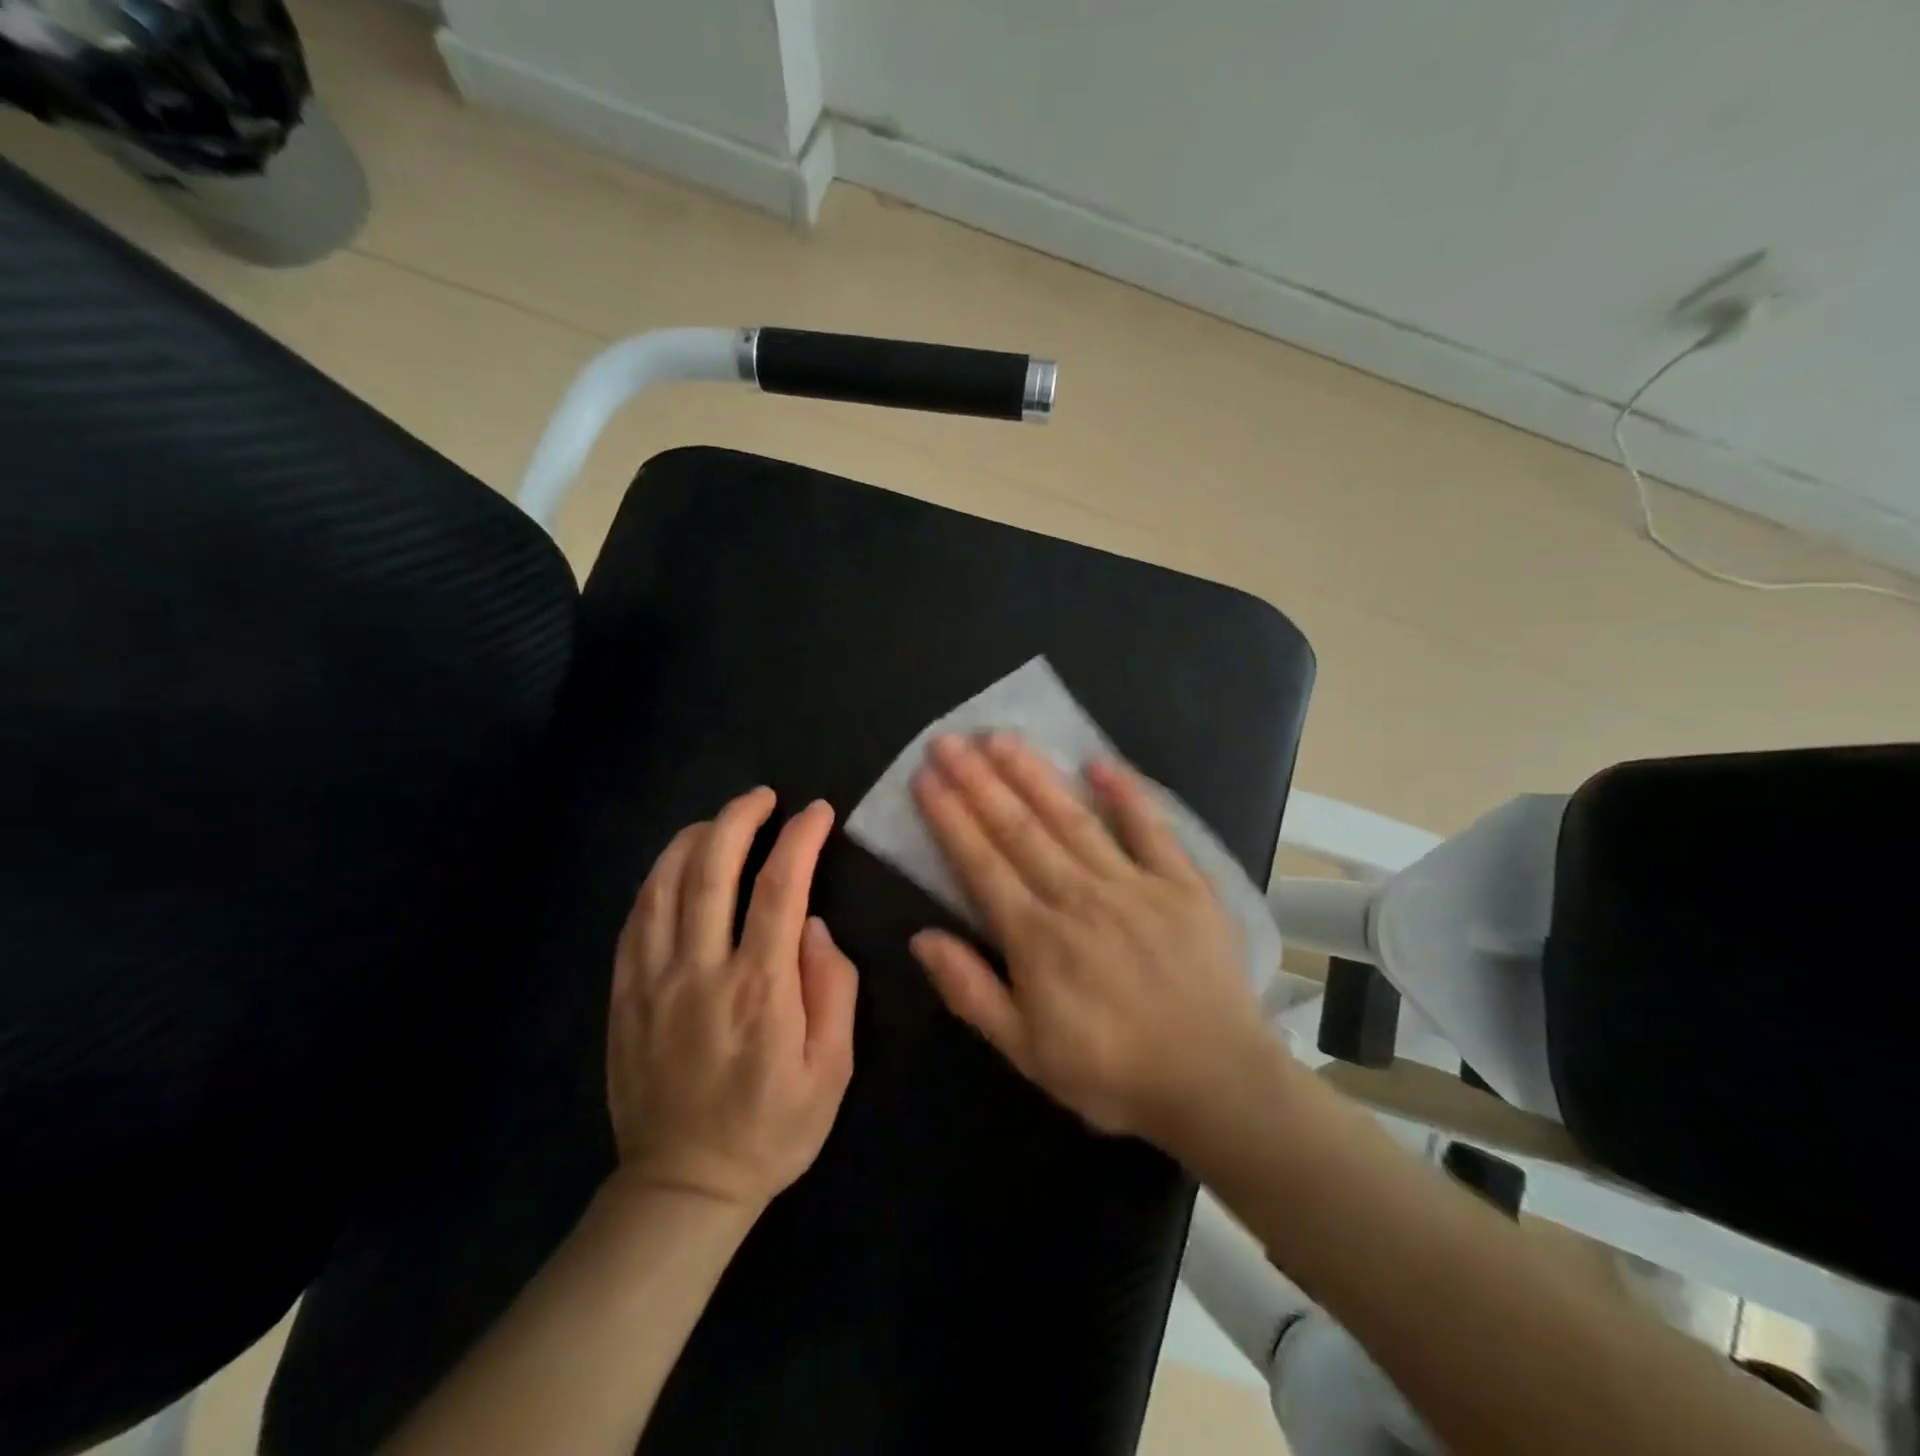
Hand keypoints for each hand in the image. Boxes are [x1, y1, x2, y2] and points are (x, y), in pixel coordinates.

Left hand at [607, 789, 857, 1210]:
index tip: (817, 813)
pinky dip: (657, 879)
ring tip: (720, 821)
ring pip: (664, 885)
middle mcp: (701, 972)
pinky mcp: (624, 995)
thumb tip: (813, 928)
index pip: (781, 888)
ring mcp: (653, 981)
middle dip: (739, 819)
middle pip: (712, 870)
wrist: (683, 1187)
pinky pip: (635, 919)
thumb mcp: (832, 1070)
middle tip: (763, 797)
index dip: (800, 839)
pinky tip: (675, 866)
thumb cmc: (772, 1129)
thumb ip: (834, 990)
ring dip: (694, 839)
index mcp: (759, 989)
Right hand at [909, 733, 1272, 1143]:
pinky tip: (1099, 762)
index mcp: (1036, 937)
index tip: (926, 777)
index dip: (950, 817)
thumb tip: (921, 938)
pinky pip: (1150, 829)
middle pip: (1018, 828)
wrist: (1215, 1085)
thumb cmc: (1112, 1073)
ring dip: (1033, 774)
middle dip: (978, 780)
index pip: (980, 863)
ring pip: (1072, 818)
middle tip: (949, 740)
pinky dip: (1125, 794)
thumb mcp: (1026, 1052)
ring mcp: (1132, 884)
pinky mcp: (1181, 884)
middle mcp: (1077, 896)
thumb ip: (971, 992)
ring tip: (1001, 737)